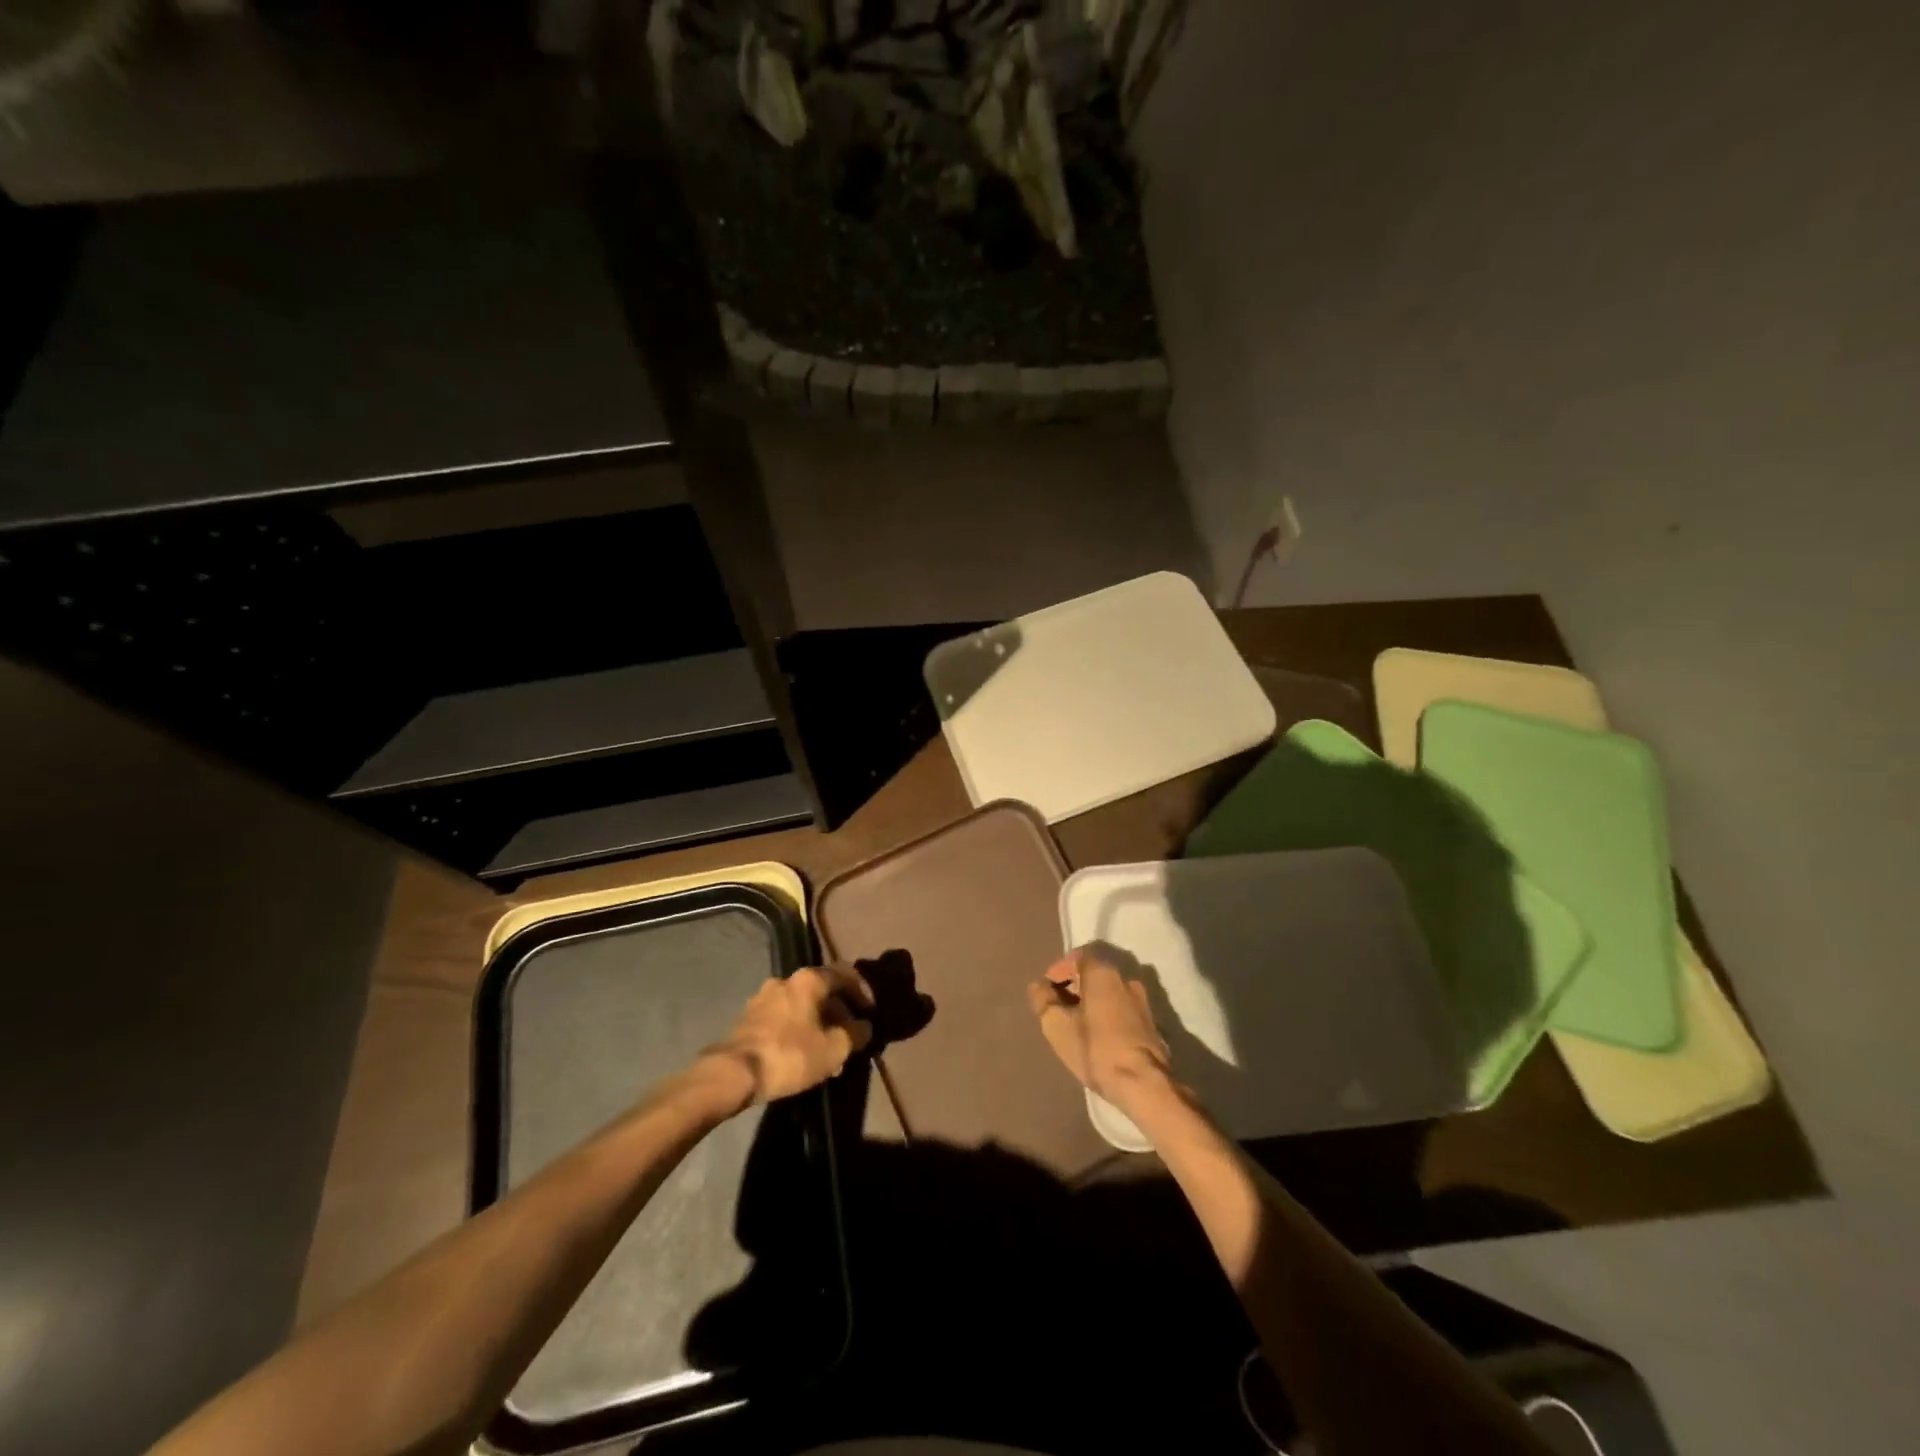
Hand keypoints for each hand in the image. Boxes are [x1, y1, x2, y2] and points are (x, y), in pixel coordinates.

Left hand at [705, 965, 874, 1107]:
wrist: (732, 1073)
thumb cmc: (790, 1054)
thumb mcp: (833, 1049)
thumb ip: (855, 1034)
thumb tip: (864, 1027)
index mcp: (809, 979)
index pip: (845, 973)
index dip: (862, 991)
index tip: (870, 1012)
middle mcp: (786, 980)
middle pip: (822, 991)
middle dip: (839, 1014)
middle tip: (849, 1039)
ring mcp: (763, 997)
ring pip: (802, 1006)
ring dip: (818, 1025)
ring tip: (827, 1054)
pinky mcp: (748, 1017)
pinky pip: (783, 1018)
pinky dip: (798, 1031)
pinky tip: (802, 1056)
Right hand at [1026, 948, 1172, 1111]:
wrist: (1145, 1084)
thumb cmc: (1096, 1049)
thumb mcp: (1056, 1025)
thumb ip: (1043, 1000)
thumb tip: (1040, 986)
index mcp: (1103, 972)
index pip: (1077, 956)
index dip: (1059, 970)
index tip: (1047, 991)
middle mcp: (1126, 978)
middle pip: (1094, 973)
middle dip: (1074, 987)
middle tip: (1058, 1010)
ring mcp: (1142, 1001)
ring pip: (1109, 992)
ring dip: (1091, 1003)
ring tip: (1076, 1026)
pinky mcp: (1152, 1023)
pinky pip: (1121, 1009)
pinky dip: (1106, 1015)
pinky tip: (1098, 1038)